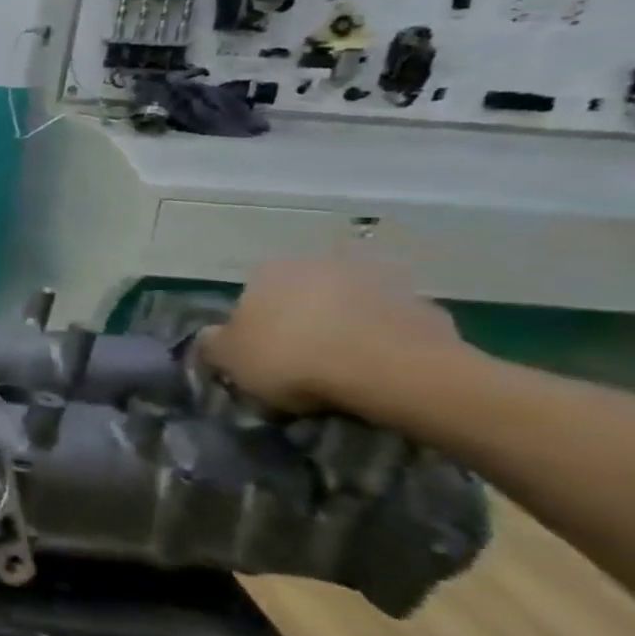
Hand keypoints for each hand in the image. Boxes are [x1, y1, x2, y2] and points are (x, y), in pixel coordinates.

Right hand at [199, 258, 463, 413]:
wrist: (393, 371)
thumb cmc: (292, 358)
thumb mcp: (228, 359)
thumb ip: (213, 344)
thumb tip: (211, 337)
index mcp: (269, 270)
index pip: (250, 296)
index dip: (253, 329)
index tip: (259, 358)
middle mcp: (321, 263)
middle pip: (302, 297)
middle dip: (301, 323)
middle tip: (301, 363)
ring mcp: (378, 280)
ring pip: (349, 307)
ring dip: (345, 329)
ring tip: (345, 371)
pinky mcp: (425, 305)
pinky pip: (392, 327)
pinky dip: (385, 343)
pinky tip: (381, 372)